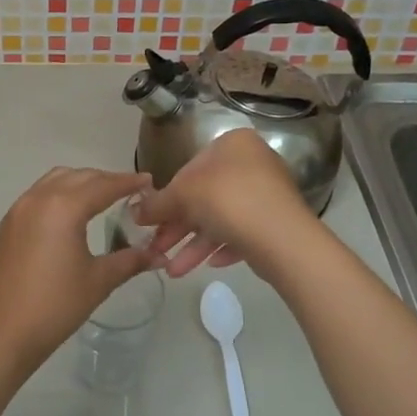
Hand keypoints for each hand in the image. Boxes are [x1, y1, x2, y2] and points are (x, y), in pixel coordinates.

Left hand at [0, 168, 159, 375]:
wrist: (0, 333)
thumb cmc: (55, 306)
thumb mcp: (98, 281)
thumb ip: (130, 260)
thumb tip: (159, 255)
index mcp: (64, 207)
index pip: (104, 186)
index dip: (128, 182)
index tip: (148, 181)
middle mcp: (38, 199)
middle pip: (79, 177)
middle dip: (105, 180)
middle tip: (129, 191)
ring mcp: (18, 210)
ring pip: (54, 180)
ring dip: (80, 182)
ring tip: (101, 198)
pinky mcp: (6, 225)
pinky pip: (37, 195)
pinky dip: (59, 194)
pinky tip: (70, 215)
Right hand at [134, 129, 314, 277]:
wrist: (281, 237)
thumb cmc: (227, 200)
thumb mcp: (182, 195)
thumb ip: (157, 203)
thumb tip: (135, 212)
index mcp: (233, 144)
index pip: (189, 168)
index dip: (167, 197)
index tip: (151, 221)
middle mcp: (253, 163)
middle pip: (204, 197)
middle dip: (178, 228)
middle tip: (157, 249)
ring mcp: (267, 194)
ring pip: (220, 219)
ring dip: (194, 246)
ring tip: (172, 271)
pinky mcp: (275, 222)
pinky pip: (241, 233)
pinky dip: (221, 248)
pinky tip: (209, 266)